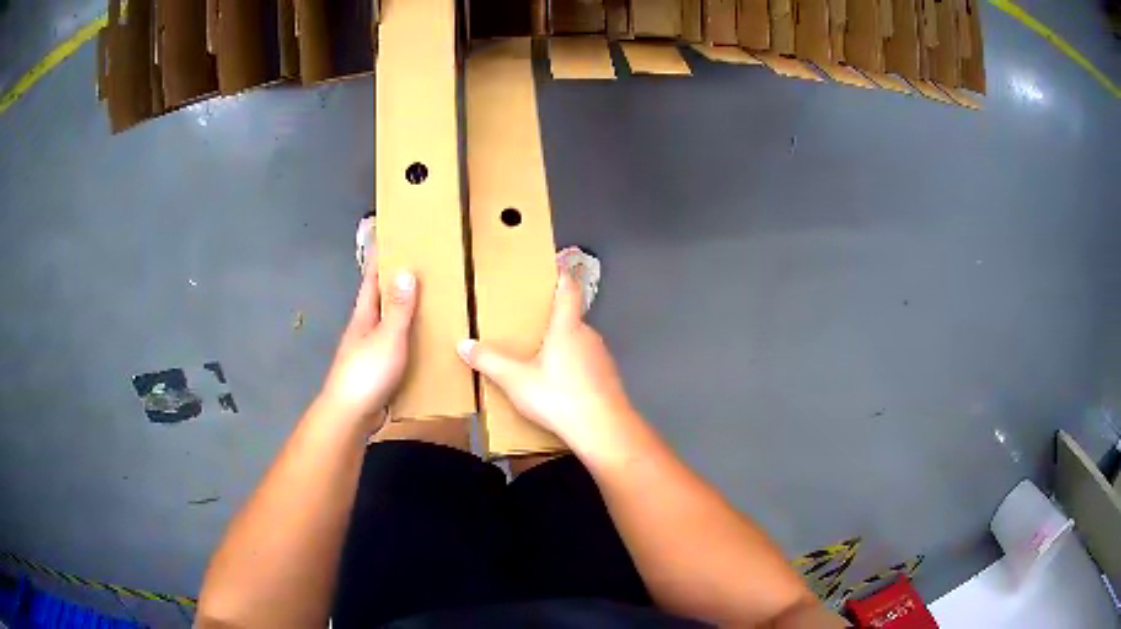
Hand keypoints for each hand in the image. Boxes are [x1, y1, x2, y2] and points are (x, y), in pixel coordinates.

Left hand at [319, 269, 417, 431]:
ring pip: (389, 325)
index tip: (391, 238)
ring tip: (430, 303)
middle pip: (380, 300)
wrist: (351, 415)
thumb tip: (407, 271)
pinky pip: (397, 347)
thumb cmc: (367, 372)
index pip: (371, 280)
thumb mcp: (387, 337)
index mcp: (364, 316)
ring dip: (404, 313)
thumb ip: (399, 308)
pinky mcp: (378, 371)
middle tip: (422, 268)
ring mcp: (370, 351)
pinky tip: (425, 344)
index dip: (379, 259)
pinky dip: (409, 340)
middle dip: (396, 284)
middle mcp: (364, 329)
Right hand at [457, 271, 636, 449]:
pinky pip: (587, 363)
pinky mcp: (608, 378)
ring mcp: (602, 357)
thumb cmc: (558, 396)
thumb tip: (462, 344)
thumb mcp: (516, 380)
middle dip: (553, 318)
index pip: (569, 289)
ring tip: (541, 356)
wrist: (603, 429)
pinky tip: (560, 384)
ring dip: (563, 344)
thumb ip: (489, 362)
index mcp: (567, 327)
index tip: (558, 265)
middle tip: (531, 323)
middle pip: (572, 318)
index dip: (563, 275)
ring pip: (580, 342)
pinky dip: (573, 366)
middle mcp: (588, 335)